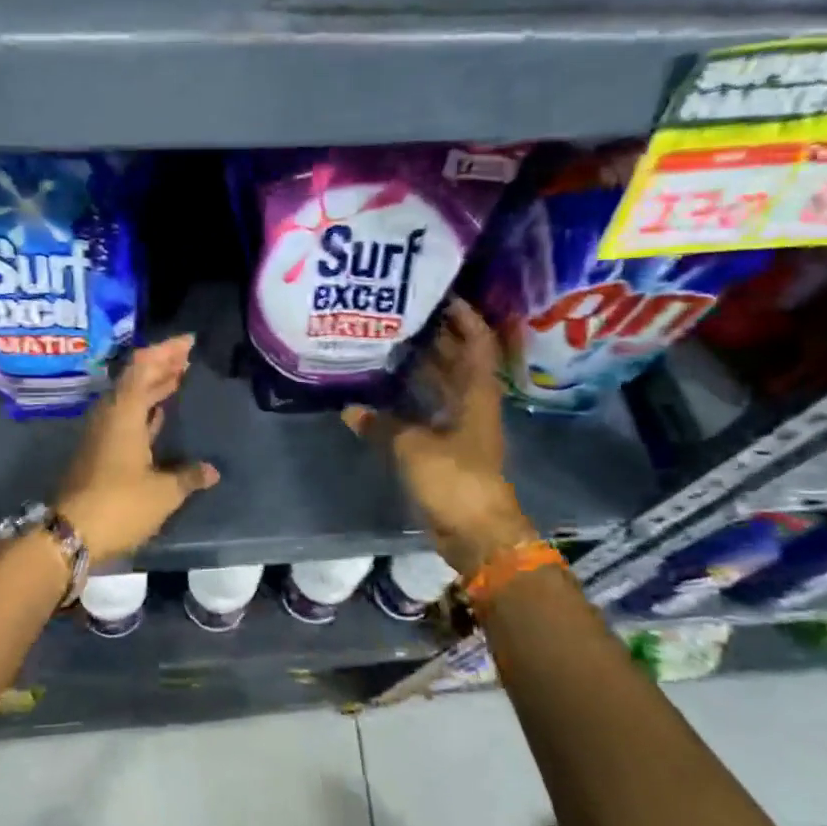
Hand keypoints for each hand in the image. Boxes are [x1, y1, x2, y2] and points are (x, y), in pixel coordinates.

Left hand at [56, 335, 220, 563]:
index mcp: (124, 414)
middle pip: (135, 379)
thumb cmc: (119, 505)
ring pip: (129, 399)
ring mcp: (101, 435)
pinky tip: (159, 414)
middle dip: (161, 365)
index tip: (188, 342)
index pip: (143, 367)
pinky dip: (145, 410)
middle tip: (187, 357)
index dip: (165, 351)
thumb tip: (211, 471)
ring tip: (177, 378)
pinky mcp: (99, 453)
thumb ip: (188, 477)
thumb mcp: (163, 493)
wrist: (70, 535)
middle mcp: (109, 417)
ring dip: (152, 387)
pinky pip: (125, 418)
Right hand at [343, 298, 537, 577]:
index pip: (476, 344)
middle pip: (458, 361)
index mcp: (476, 395)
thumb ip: (381, 424)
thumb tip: (350, 408)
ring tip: (390, 343)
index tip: (442, 294)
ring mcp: (460, 427)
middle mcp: (471, 404)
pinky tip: (384, 391)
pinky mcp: (446, 448)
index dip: (464, 317)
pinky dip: (410, 398)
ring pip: (442, 385)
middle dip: (437, 336)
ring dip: (422, 366)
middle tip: (403, 313)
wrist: (476, 531)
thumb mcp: (413, 447)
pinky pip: (428, 411)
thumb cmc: (454, 479)